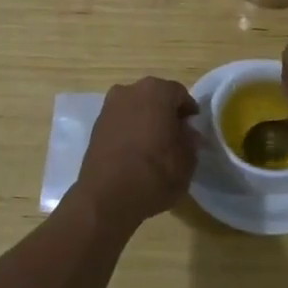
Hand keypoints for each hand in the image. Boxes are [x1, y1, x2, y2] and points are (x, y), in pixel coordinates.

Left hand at [73, 77, 200, 230]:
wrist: (106, 198)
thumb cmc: (155, 174)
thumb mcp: (187, 160)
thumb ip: (190, 140)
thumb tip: (187, 132)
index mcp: (157, 91)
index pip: (180, 94)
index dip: (189, 111)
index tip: (193, 128)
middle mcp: (130, 90)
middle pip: (155, 97)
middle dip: (165, 113)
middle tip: (175, 135)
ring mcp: (109, 107)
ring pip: (136, 108)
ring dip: (146, 120)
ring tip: (154, 145)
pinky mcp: (95, 126)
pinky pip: (121, 122)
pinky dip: (129, 130)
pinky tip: (135, 152)